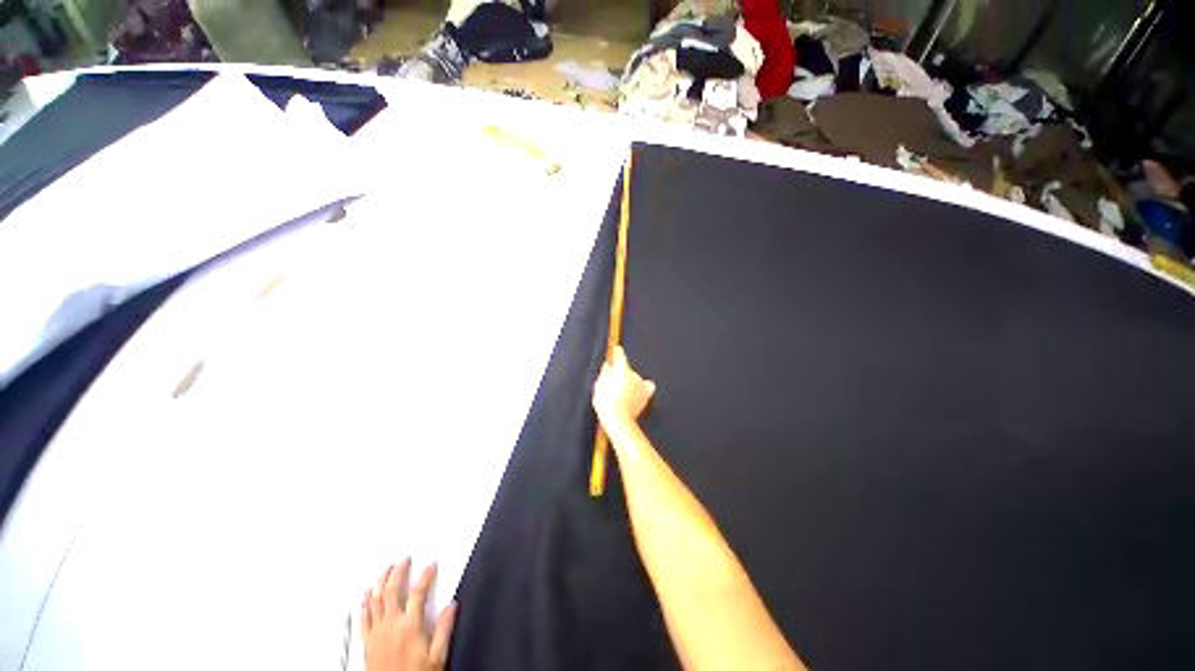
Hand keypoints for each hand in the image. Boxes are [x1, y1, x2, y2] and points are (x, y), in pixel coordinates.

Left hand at [361, 559, 456, 670]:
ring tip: (385, 570)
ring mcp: (376, 633)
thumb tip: (452, 606)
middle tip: (404, 560)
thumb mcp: (437, 657)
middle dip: (398, 571)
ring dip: (380, 582)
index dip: (426, 575)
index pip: (418, 592)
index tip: (431, 565)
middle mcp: (391, 625)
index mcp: (410, 626)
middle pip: (392, 591)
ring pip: (375, 600)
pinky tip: (366, 595)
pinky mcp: (366, 643)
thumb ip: (444, 629)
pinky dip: (365, 603)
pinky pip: (363, 617)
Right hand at [593, 346, 656, 429]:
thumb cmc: (606, 402)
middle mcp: (634, 374)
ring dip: (630, 383)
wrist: (618, 419)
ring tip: (622, 393)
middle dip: (621, 374)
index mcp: (621, 369)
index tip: (617, 349)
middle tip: (613, 383)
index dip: (617, 352)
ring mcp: (642, 384)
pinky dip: (641, 390)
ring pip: (635, 379)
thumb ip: (604, 373)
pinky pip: (646, 388)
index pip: (620, 355)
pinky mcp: (646, 395)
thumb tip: (608, 366)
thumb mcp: (599, 385)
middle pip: (627, 370)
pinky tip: (634, 395)